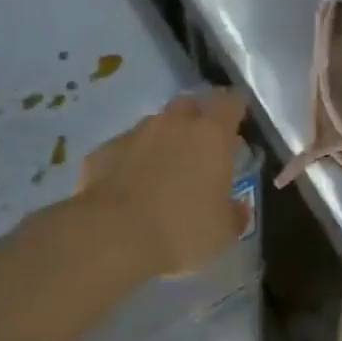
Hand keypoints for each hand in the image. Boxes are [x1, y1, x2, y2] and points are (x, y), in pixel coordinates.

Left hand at [76, 88, 248, 278]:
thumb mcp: (223, 233)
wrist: (111, 238)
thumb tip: (238, 209)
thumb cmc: (181, 230)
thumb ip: (234, 214)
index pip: (230, 102)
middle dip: (197, 120)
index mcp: (211, 135)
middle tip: (202, 149)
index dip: (236, 109)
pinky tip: (129, 187)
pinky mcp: (102, 152)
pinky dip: (131, 161)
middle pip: (190, 105)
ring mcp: (135, 134)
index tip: (238, 124)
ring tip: (165, 171)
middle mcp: (174, 124)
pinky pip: (124, 149)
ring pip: (155, 125)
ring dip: (163, 140)